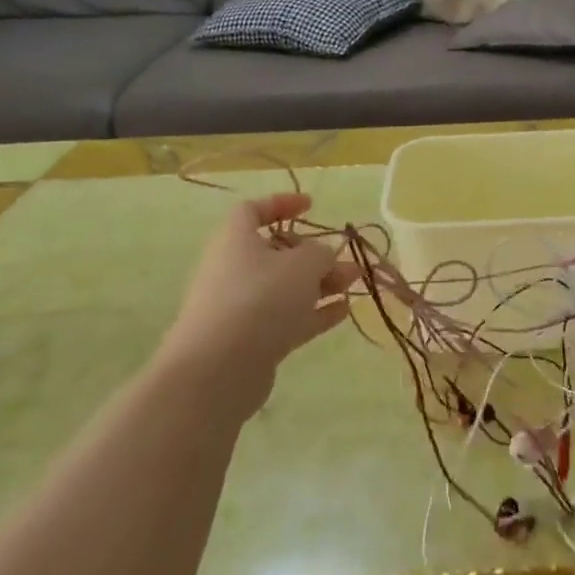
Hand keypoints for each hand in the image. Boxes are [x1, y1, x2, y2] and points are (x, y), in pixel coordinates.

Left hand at [161, 193, 358, 407]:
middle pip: (276, 253)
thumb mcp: (301, 264)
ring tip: (355, 283)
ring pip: (286, 288)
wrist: (218, 370)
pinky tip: (344, 312)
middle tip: (347, 260)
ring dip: (322, 283)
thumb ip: (320, 253)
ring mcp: (242, 308)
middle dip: (315, 254)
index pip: (253, 211)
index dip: (282, 204)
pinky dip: (315, 313)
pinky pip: (288, 319)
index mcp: (235, 240)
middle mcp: (234, 270)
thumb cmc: (259, 298)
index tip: (311, 206)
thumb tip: (322, 256)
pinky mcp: (252, 341)